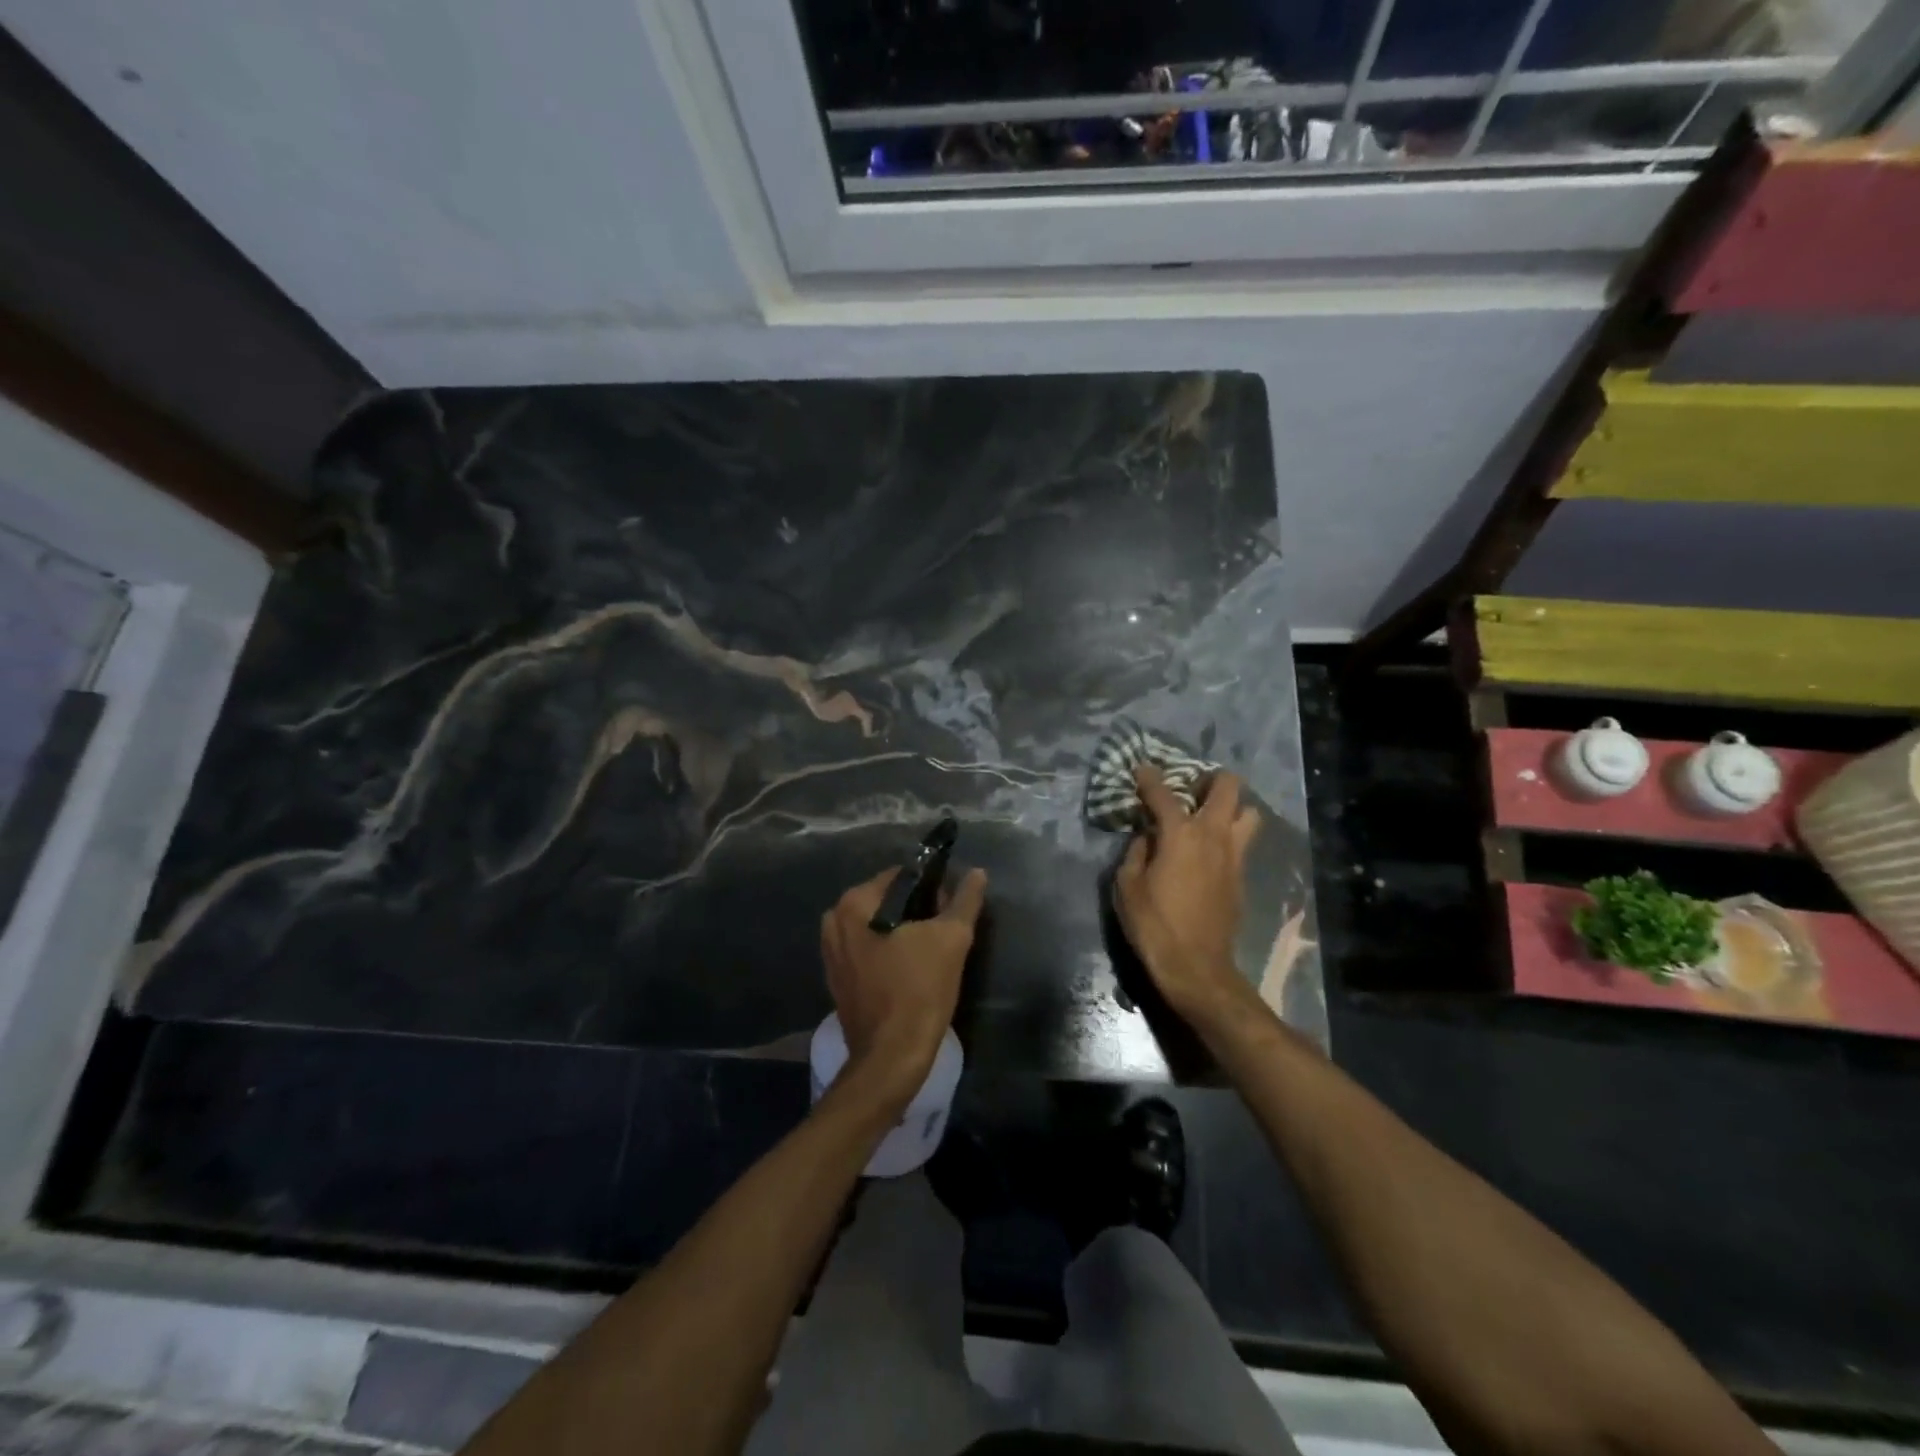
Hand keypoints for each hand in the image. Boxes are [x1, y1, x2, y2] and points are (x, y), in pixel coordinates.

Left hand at [821, 866, 987, 1104]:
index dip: (932, 887)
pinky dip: (889, 953)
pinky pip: (868, 951)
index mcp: (854, 904)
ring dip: (904, 933)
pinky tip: (912, 970)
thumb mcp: (952, 939)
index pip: (901, 877)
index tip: (951, 908)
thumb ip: (965, 900)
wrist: (892, 1056)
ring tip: (932, 952)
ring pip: (877, 927)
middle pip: (887, 901)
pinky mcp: (837, 979)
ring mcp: (831, 953)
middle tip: (945, 931)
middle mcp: (834, 921)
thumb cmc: (919, 990)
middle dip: (917, 911)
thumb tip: (978, 873)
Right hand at [1113, 765, 1260, 1023]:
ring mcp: (1234, 856)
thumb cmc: (1154, 925)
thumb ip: (1136, 852)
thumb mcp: (1127, 886)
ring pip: (1248, 814)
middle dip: (1210, 779)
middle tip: (1189, 788)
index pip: (1163, 794)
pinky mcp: (1241, 877)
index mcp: (1181, 835)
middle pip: (1228, 788)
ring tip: (1207, 817)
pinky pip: (1242, 843)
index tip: (1141, 768)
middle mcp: (1214, 836)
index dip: (1149, 777)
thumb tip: (1146, 837)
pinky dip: (1228, 837)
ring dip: (1230, 808)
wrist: (1196, 968)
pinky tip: (1208, 851)